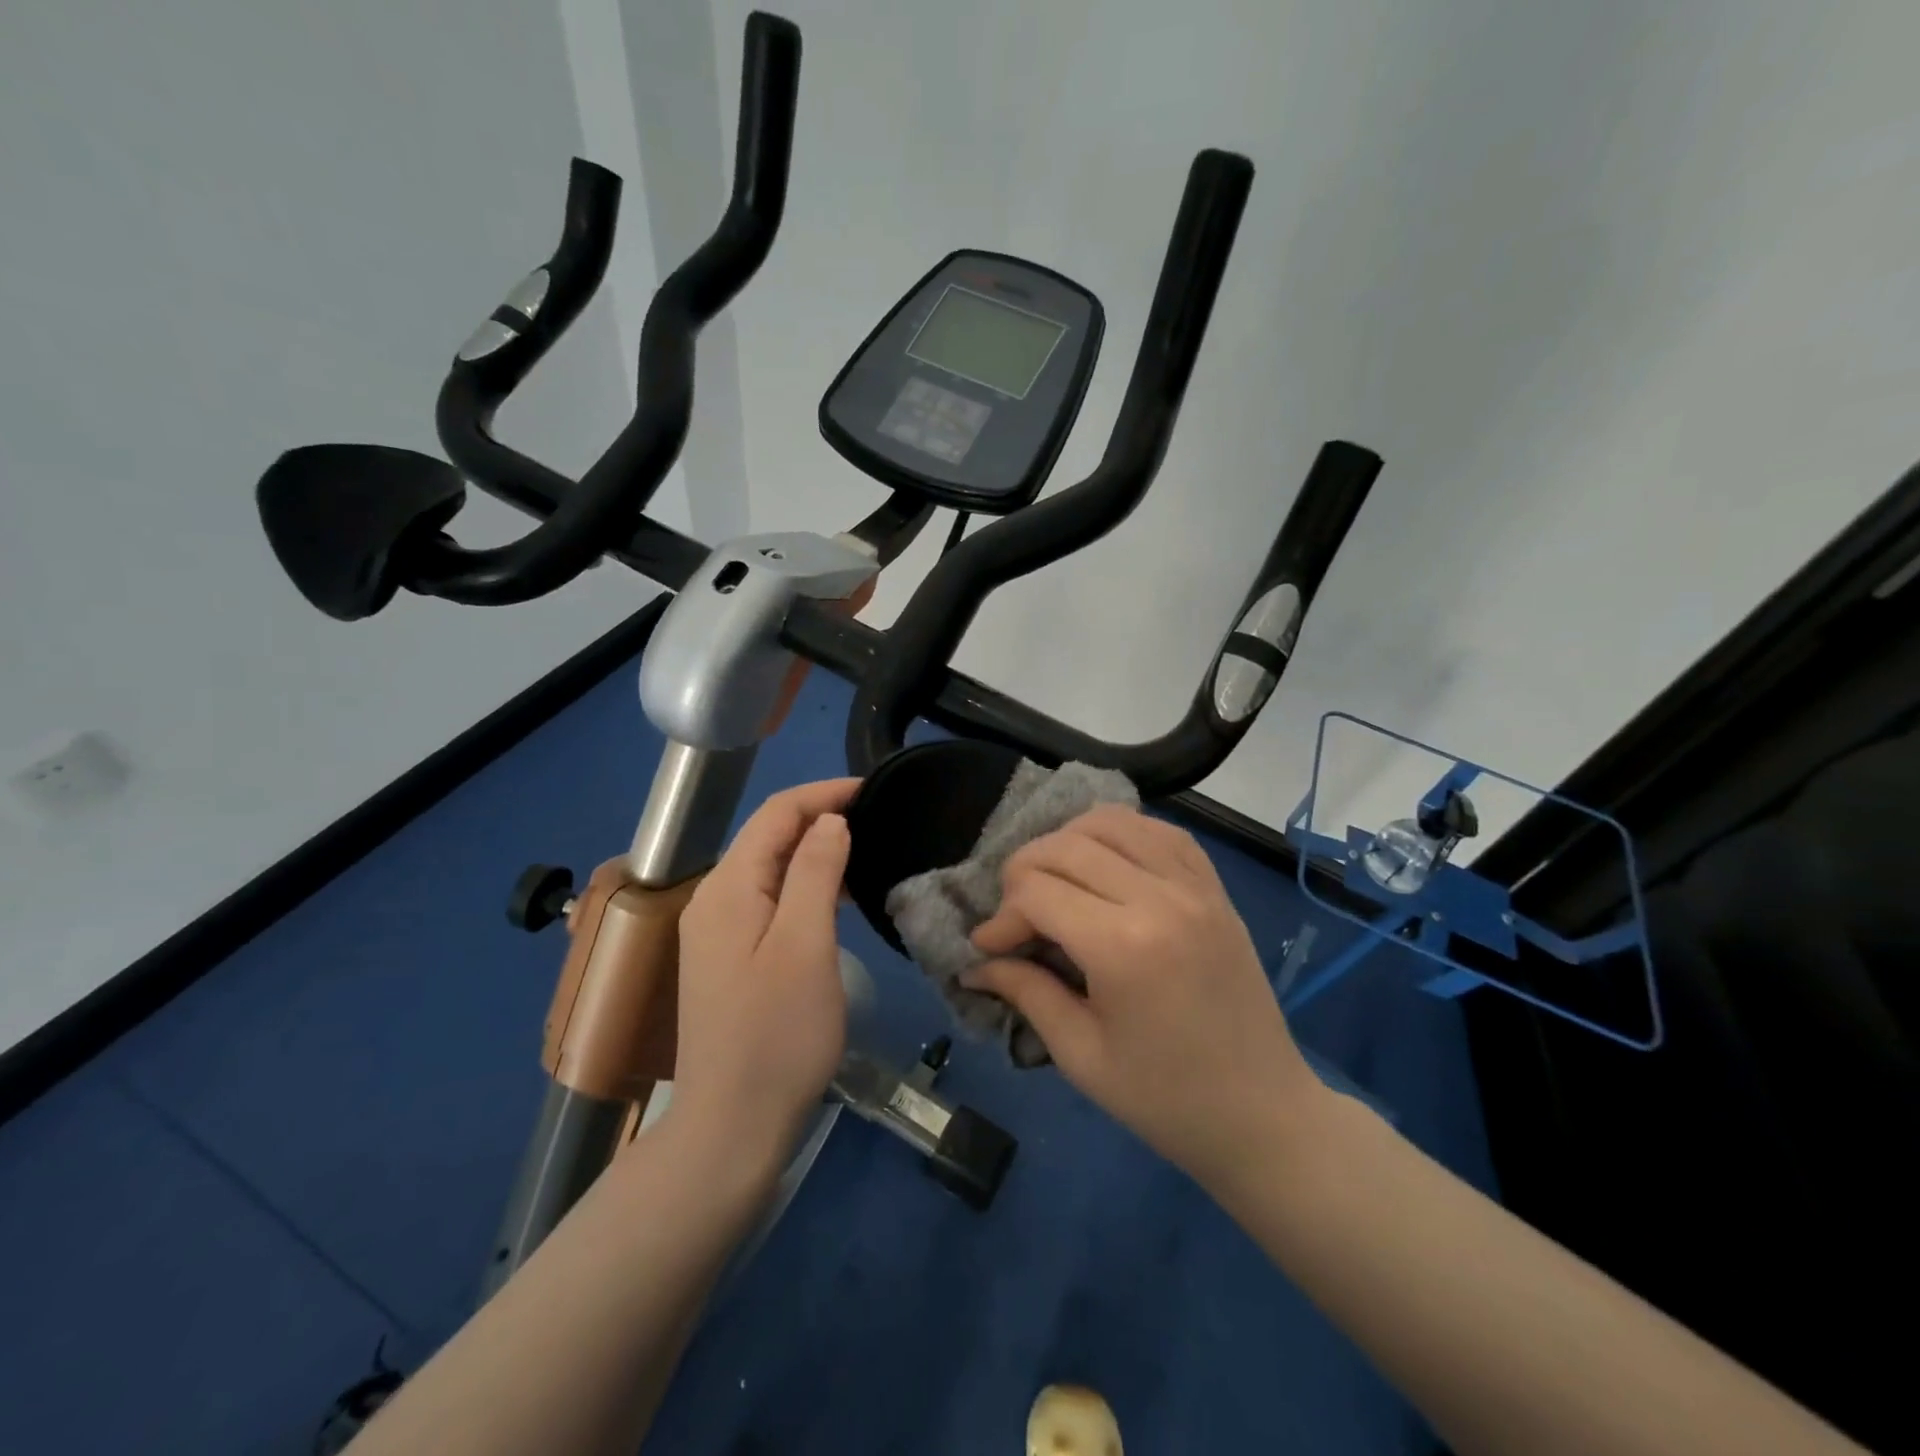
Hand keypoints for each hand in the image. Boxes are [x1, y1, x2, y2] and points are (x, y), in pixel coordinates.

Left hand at [671, 778, 857, 1167]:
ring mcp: (716, 931)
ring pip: (768, 868)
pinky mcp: (728, 958)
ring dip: (812, 850)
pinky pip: (768, 900)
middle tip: (875, 816)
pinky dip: (802, 885)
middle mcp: (712, 899)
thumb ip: (815, 872)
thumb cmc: (777, 1034)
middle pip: (767, 836)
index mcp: (728, 888)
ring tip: (863, 849)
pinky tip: (833, 897)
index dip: (822, 792)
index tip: (872, 788)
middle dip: (818, 815)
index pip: (775, 814)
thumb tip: (829, 820)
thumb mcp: (806, 945)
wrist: (732, 1127)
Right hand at [965, 805, 1323, 1186]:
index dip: (1001, 917)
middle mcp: (1159, 898)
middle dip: (1023, 872)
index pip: (1035, 892)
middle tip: (1015, 916)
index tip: (989, 948)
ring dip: (1067, 842)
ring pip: (1110, 822)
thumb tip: (975, 964)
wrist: (1263, 1114)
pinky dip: (1121, 834)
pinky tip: (1105, 862)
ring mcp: (1194, 885)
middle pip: (1065, 846)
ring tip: (1055, 882)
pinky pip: (1160, 831)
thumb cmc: (1165, 1098)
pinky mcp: (1214, 887)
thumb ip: (1025, 993)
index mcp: (1123, 946)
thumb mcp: (1081, 1055)